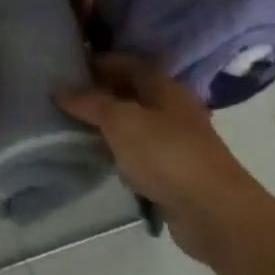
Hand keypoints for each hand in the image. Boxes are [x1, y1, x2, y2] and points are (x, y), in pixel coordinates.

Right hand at [58, 55, 268, 265]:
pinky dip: (121, 152)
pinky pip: (141, 153)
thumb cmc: (167, 154)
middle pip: (131, 91)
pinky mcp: (175, 171)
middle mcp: (172, 107)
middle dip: (100, 93)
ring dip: (109, 125)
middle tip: (65, 98)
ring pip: (135, 123)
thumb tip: (60, 89)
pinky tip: (102, 158)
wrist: (214, 212)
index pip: (126, 62)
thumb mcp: (121, 122)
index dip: (98, 62)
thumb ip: (91, 103)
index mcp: (163, 85)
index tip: (68, 68)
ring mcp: (176, 140)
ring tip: (74, 127)